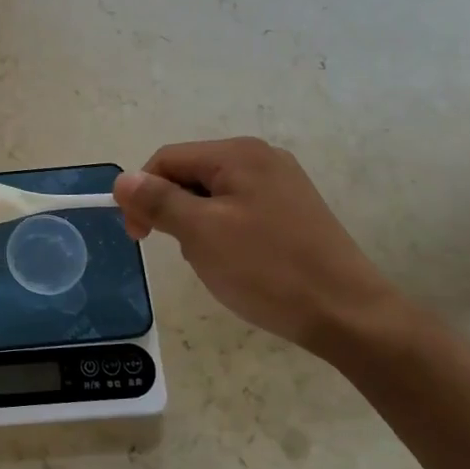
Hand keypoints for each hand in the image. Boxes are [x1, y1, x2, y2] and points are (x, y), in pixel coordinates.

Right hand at [114, 137, 413, 361]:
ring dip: (197, 224)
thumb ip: (158, 201)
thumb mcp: (201, 234)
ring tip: (211, 261)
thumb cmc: (268, 270)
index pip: (167, 159)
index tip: (138, 238)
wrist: (348, 314)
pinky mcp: (293, 210)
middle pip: (191, 174)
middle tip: (179, 252)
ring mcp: (282, 184)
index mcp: (238, 154)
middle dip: (173, 210)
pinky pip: (239, 210)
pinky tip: (236, 262)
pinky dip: (223, 231)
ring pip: (213, 195)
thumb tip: (122, 179)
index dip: (142, 193)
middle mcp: (261, 158)